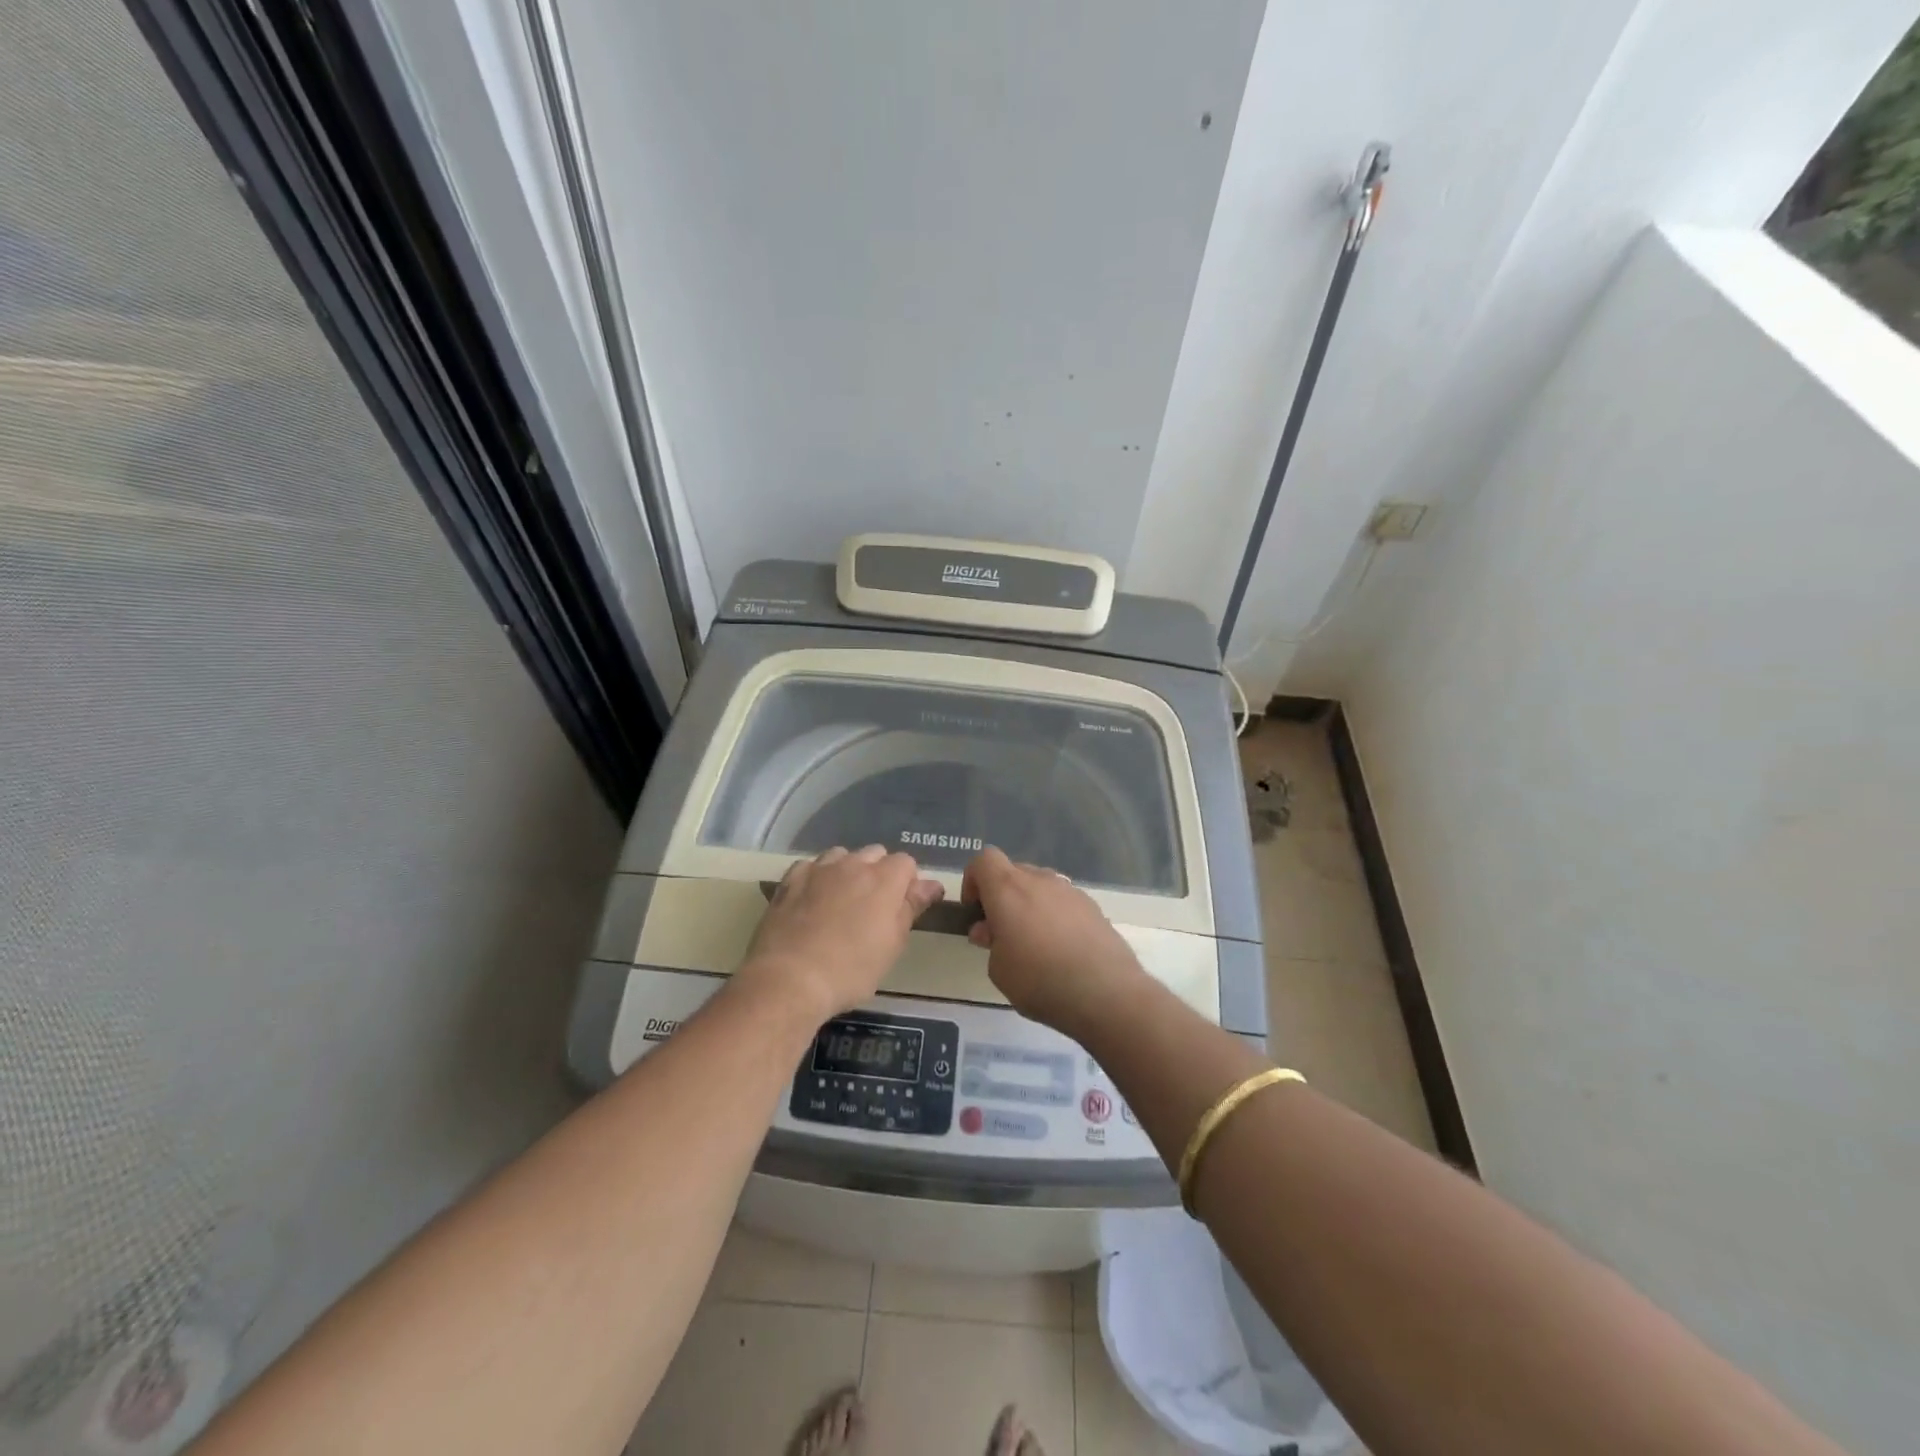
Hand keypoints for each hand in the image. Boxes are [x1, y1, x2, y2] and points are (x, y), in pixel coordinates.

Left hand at [737, 845, 943, 1021]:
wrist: (789, 979)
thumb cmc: (850, 970)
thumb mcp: (892, 945)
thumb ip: (911, 908)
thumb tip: (931, 885)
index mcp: (884, 879)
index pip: (906, 863)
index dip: (907, 883)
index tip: (902, 907)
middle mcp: (853, 864)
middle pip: (875, 853)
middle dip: (879, 872)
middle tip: (873, 907)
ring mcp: (819, 869)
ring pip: (842, 855)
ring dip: (847, 870)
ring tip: (842, 900)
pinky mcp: (790, 879)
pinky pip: (811, 866)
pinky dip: (817, 877)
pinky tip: (812, 899)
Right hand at [961, 847, 1147, 1037]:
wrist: (1106, 993)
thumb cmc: (1040, 980)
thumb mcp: (999, 970)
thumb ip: (991, 942)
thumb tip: (991, 930)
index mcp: (1008, 888)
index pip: (984, 860)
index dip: (973, 881)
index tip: (976, 912)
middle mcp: (1040, 880)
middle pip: (1013, 872)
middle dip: (1002, 896)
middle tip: (1002, 933)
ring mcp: (1070, 890)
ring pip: (1040, 886)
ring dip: (1029, 905)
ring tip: (1034, 944)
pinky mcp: (1093, 906)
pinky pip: (1063, 902)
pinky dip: (1055, 916)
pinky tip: (1062, 950)